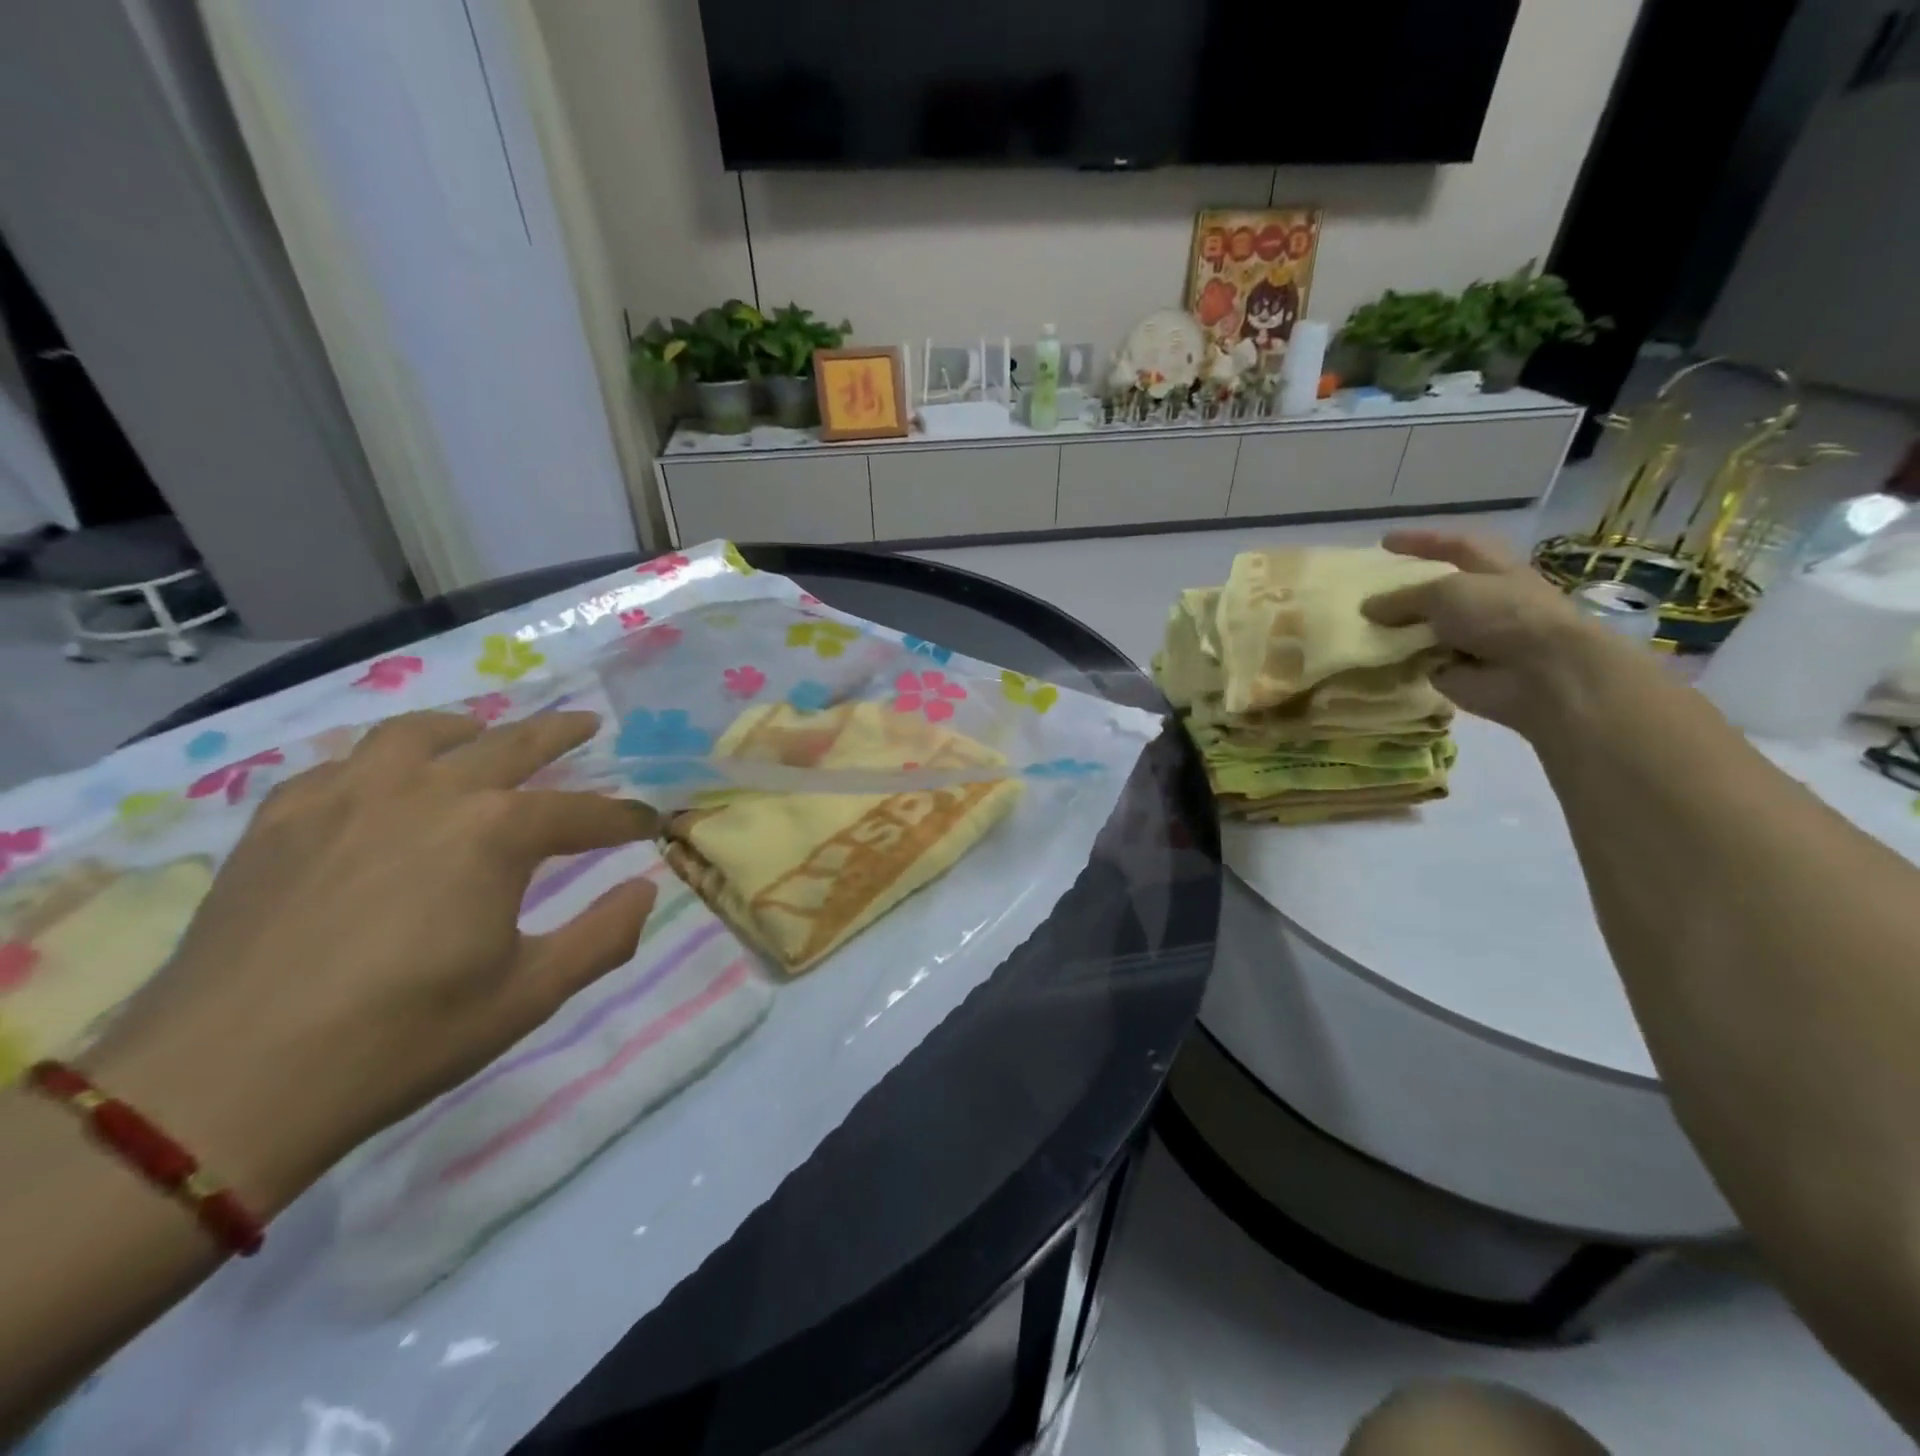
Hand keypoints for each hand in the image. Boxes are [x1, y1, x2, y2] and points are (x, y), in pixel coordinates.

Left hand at [83, 711, 658, 1213]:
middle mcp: (430, 791)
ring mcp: (348, 797)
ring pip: (419, 733)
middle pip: (512, 744)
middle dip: (561, 733)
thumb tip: (644, 891)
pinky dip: (380, 761)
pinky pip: (342, 765)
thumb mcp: (530, 994)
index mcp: (497, 832)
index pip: (586, 813)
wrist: (223, 1086)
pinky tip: (382, 783)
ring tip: (483, 732)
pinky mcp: (281, 819)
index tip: (652, 825)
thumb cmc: (402, 1037)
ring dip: (467, 728)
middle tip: (589, 726)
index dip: (627, 819)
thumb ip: (603, 936)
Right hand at [1363, 531, 1604, 732]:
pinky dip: (1397, 661)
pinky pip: (1418, 662)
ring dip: (1395, 629)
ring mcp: (1470, 638)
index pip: (1454, 546)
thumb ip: (1403, 598)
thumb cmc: (1502, 616)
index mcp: (1493, 570)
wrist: (1542, 674)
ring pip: (1423, 628)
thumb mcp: (1446, 593)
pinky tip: (1368, 658)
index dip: (1421, 541)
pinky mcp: (1457, 671)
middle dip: (1403, 591)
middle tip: (1363, 591)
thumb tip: (1368, 607)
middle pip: (1436, 591)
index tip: (1384, 542)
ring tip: (1355, 626)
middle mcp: (1483, 602)